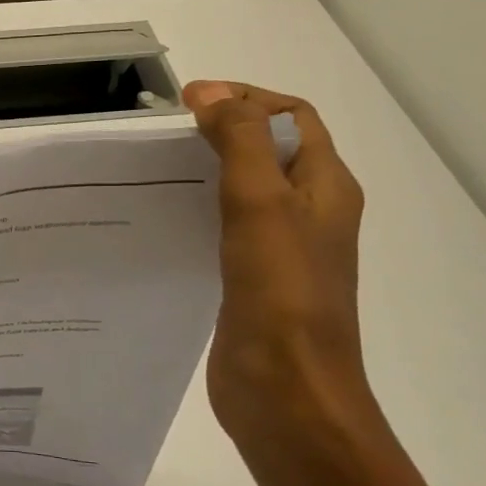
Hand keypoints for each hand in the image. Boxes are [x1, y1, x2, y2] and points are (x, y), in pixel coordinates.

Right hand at [182, 81, 375, 452]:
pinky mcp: (255, 280)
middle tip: (168, 133)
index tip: (190, 101)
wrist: (287, 392)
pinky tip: (167, 219)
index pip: (292, 116)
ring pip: (248, 189)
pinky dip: (202, 210)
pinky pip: (229, 228)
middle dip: (224, 129)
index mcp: (326, 186)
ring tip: (159, 169)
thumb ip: (239, 140)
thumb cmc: (281, 292)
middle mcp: (311, 212)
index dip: (246, 97)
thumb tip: (210, 92)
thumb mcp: (261, 202)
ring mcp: (284, 250)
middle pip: (270, 149)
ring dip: (210, 169)